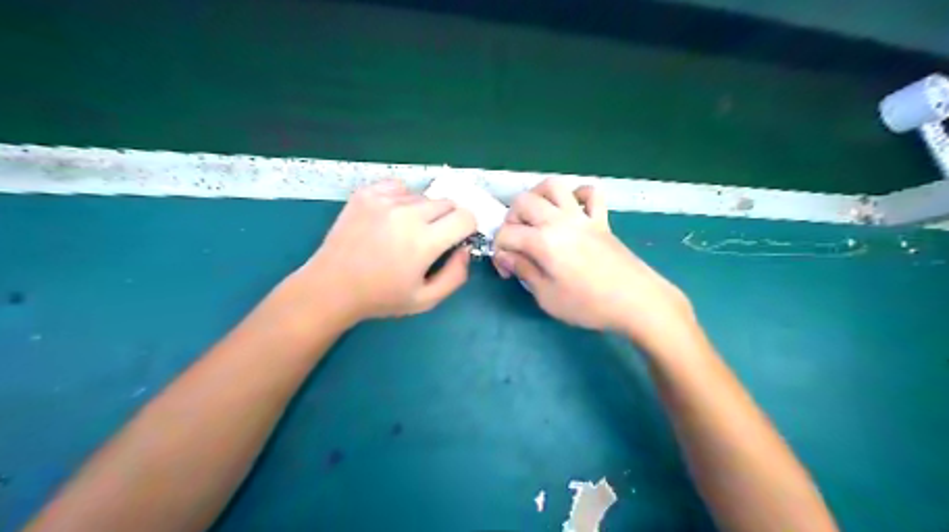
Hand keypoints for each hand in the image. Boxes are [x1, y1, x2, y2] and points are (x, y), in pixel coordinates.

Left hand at [297, 179, 474, 319]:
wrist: (331, 286)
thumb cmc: (381, 297)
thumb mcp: (426, 300)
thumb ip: (456, 275)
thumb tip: (465, 249)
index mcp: (424, 242)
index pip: (466, 216)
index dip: (467, 229)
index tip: (456, 240)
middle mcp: (407, 214)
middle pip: (448, 203)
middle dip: (448, 220)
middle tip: (431, 239)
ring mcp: (384, 200)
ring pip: (423, 196)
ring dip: (424, 211)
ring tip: (405, 231)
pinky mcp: (366, 193)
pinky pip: (399, 187)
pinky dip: (402, 200)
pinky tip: (390, 218)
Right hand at [493, 178, 694, 351]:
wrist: (637, 301)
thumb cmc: (588, 305)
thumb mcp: (547, 297)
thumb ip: (524, 271)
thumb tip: (506, 256)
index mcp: (543, 241)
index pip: (506, 234)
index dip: (499, 252)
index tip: (507, 271)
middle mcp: (559, 220)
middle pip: (523, 202)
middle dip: (511, 220)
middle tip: (518, 242)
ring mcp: (582, 216)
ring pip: (553, 186)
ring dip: (538, 196)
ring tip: (536, 216)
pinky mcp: (601, 220)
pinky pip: (591, 193)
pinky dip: (578, 195)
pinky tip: (572, 209)